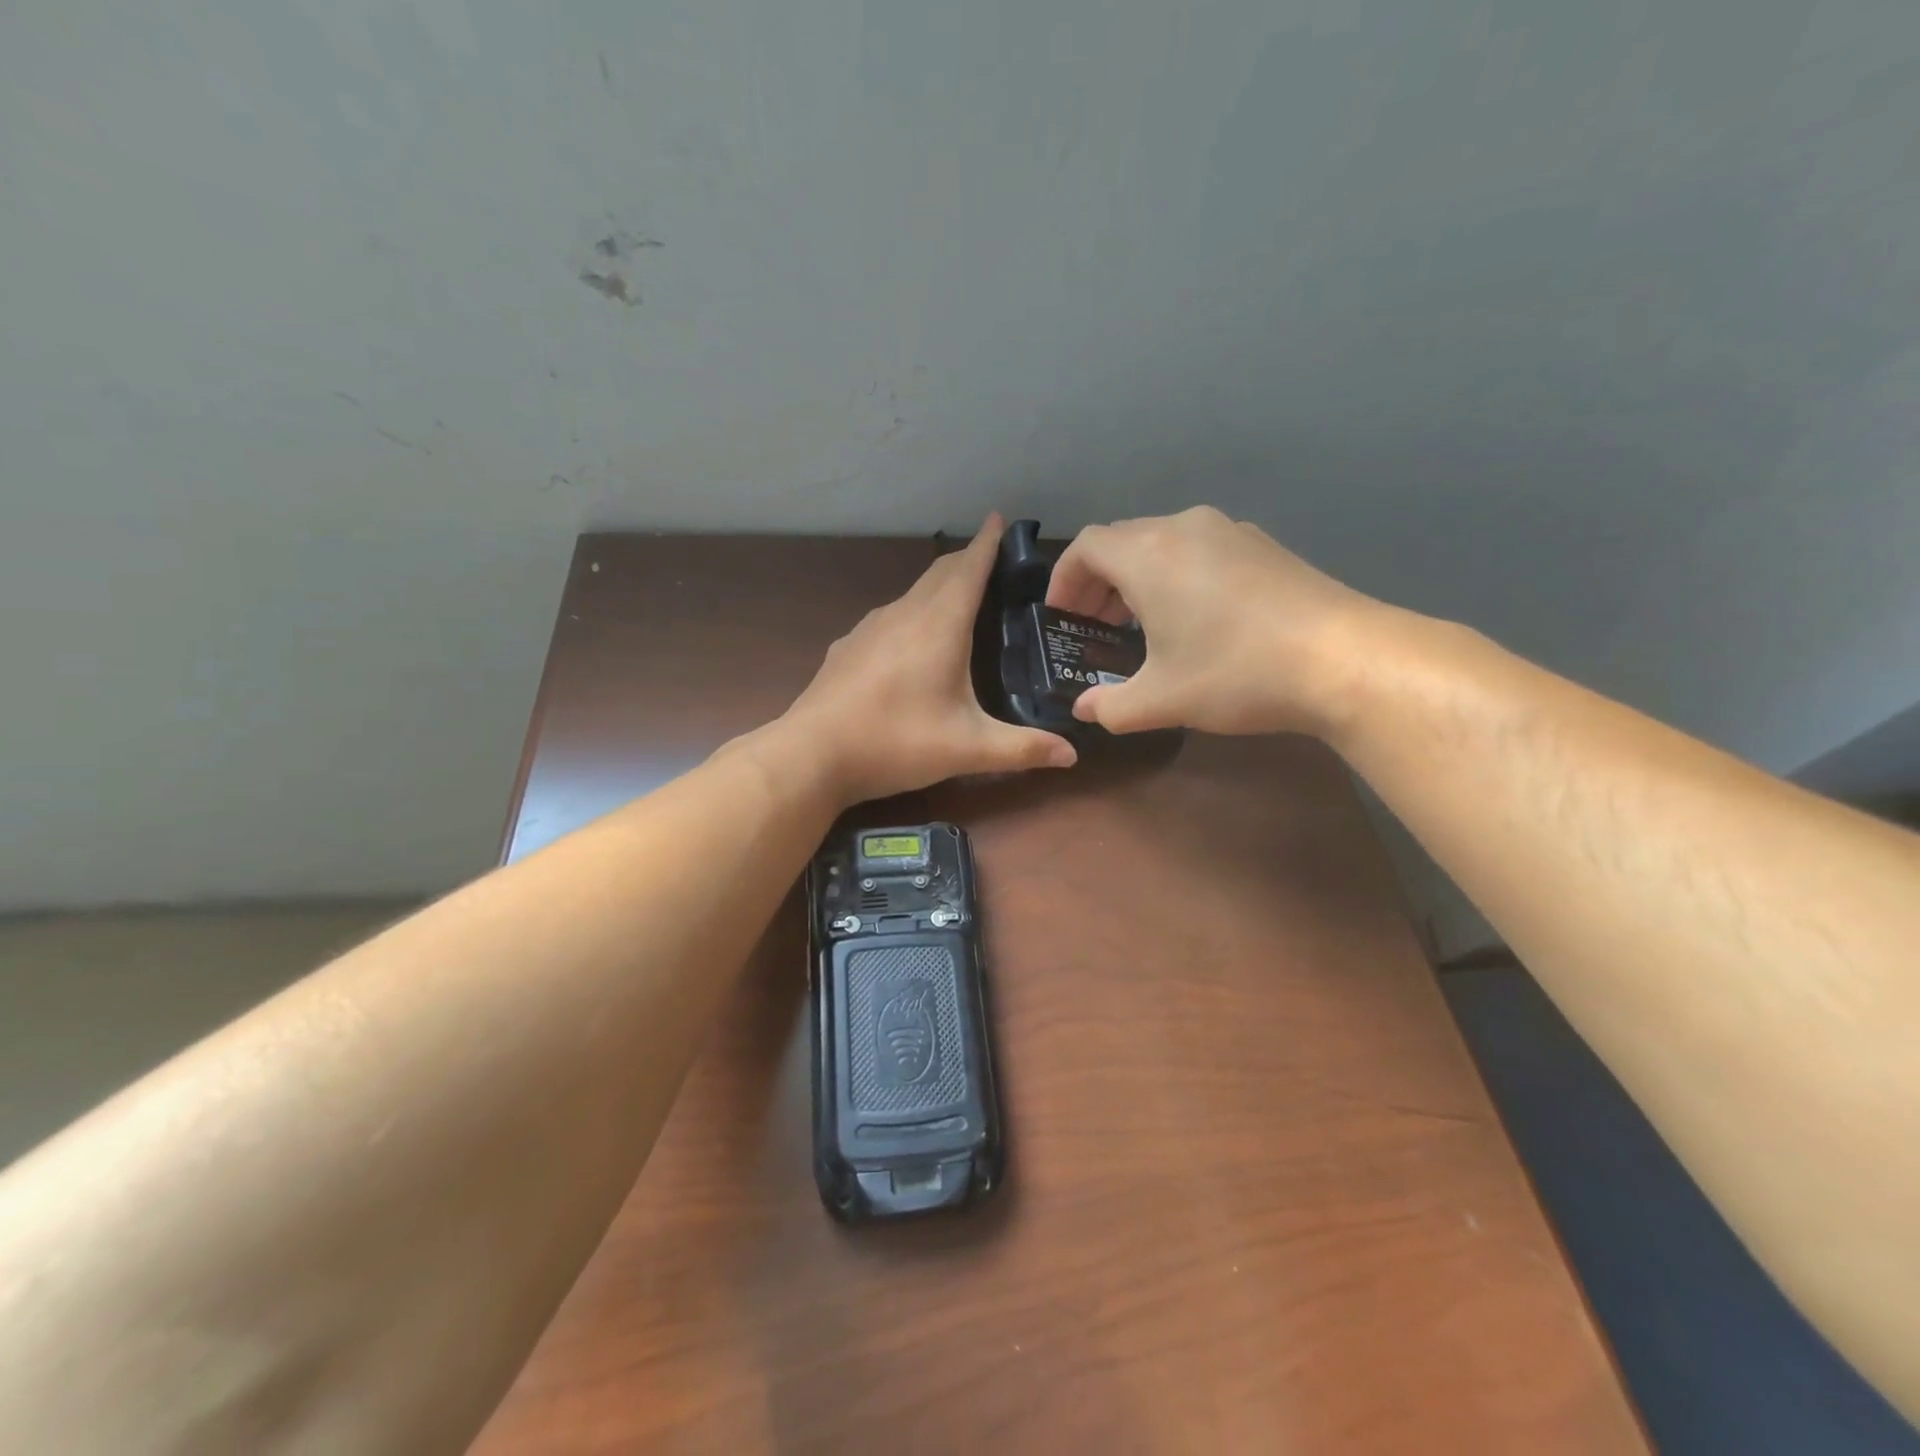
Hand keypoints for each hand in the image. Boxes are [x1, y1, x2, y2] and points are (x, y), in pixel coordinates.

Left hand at [782, 515, 1076, 803]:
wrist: (811, 755)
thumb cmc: (895, 742)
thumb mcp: (967, 749)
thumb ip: (1022, 749)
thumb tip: (1072, 755)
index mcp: (938, 625)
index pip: (969, 568)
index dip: (988, 542)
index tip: (1001, 519)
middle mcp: (903, 614)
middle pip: (940, 573)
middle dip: (968, 560)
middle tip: (994, 565)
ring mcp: (869, 628)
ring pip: (913, 593)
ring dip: (939, 587)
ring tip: (960, 602)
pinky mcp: (848, 647)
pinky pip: (890, 617)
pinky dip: (912, 614)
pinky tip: (912, 644)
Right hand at [1046, 506, 1386, 737]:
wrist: (1345, 660)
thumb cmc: (1236, 673)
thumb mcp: (1161, 700)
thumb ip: (1110, 706)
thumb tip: (1086, 709)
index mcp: (1149, 555)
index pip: (1086, 547)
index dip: (1064, 580)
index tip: (1062, 617)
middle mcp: (1184, 528)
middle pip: (1122, 541)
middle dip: (1098, 582)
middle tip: (1094, 626)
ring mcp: (1230, 531)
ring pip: (1162, 543)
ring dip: (1138, 578)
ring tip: (1139, 624)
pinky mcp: (1263, 546)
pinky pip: (1199, 549)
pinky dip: (1176, 575)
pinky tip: (1193, 618)